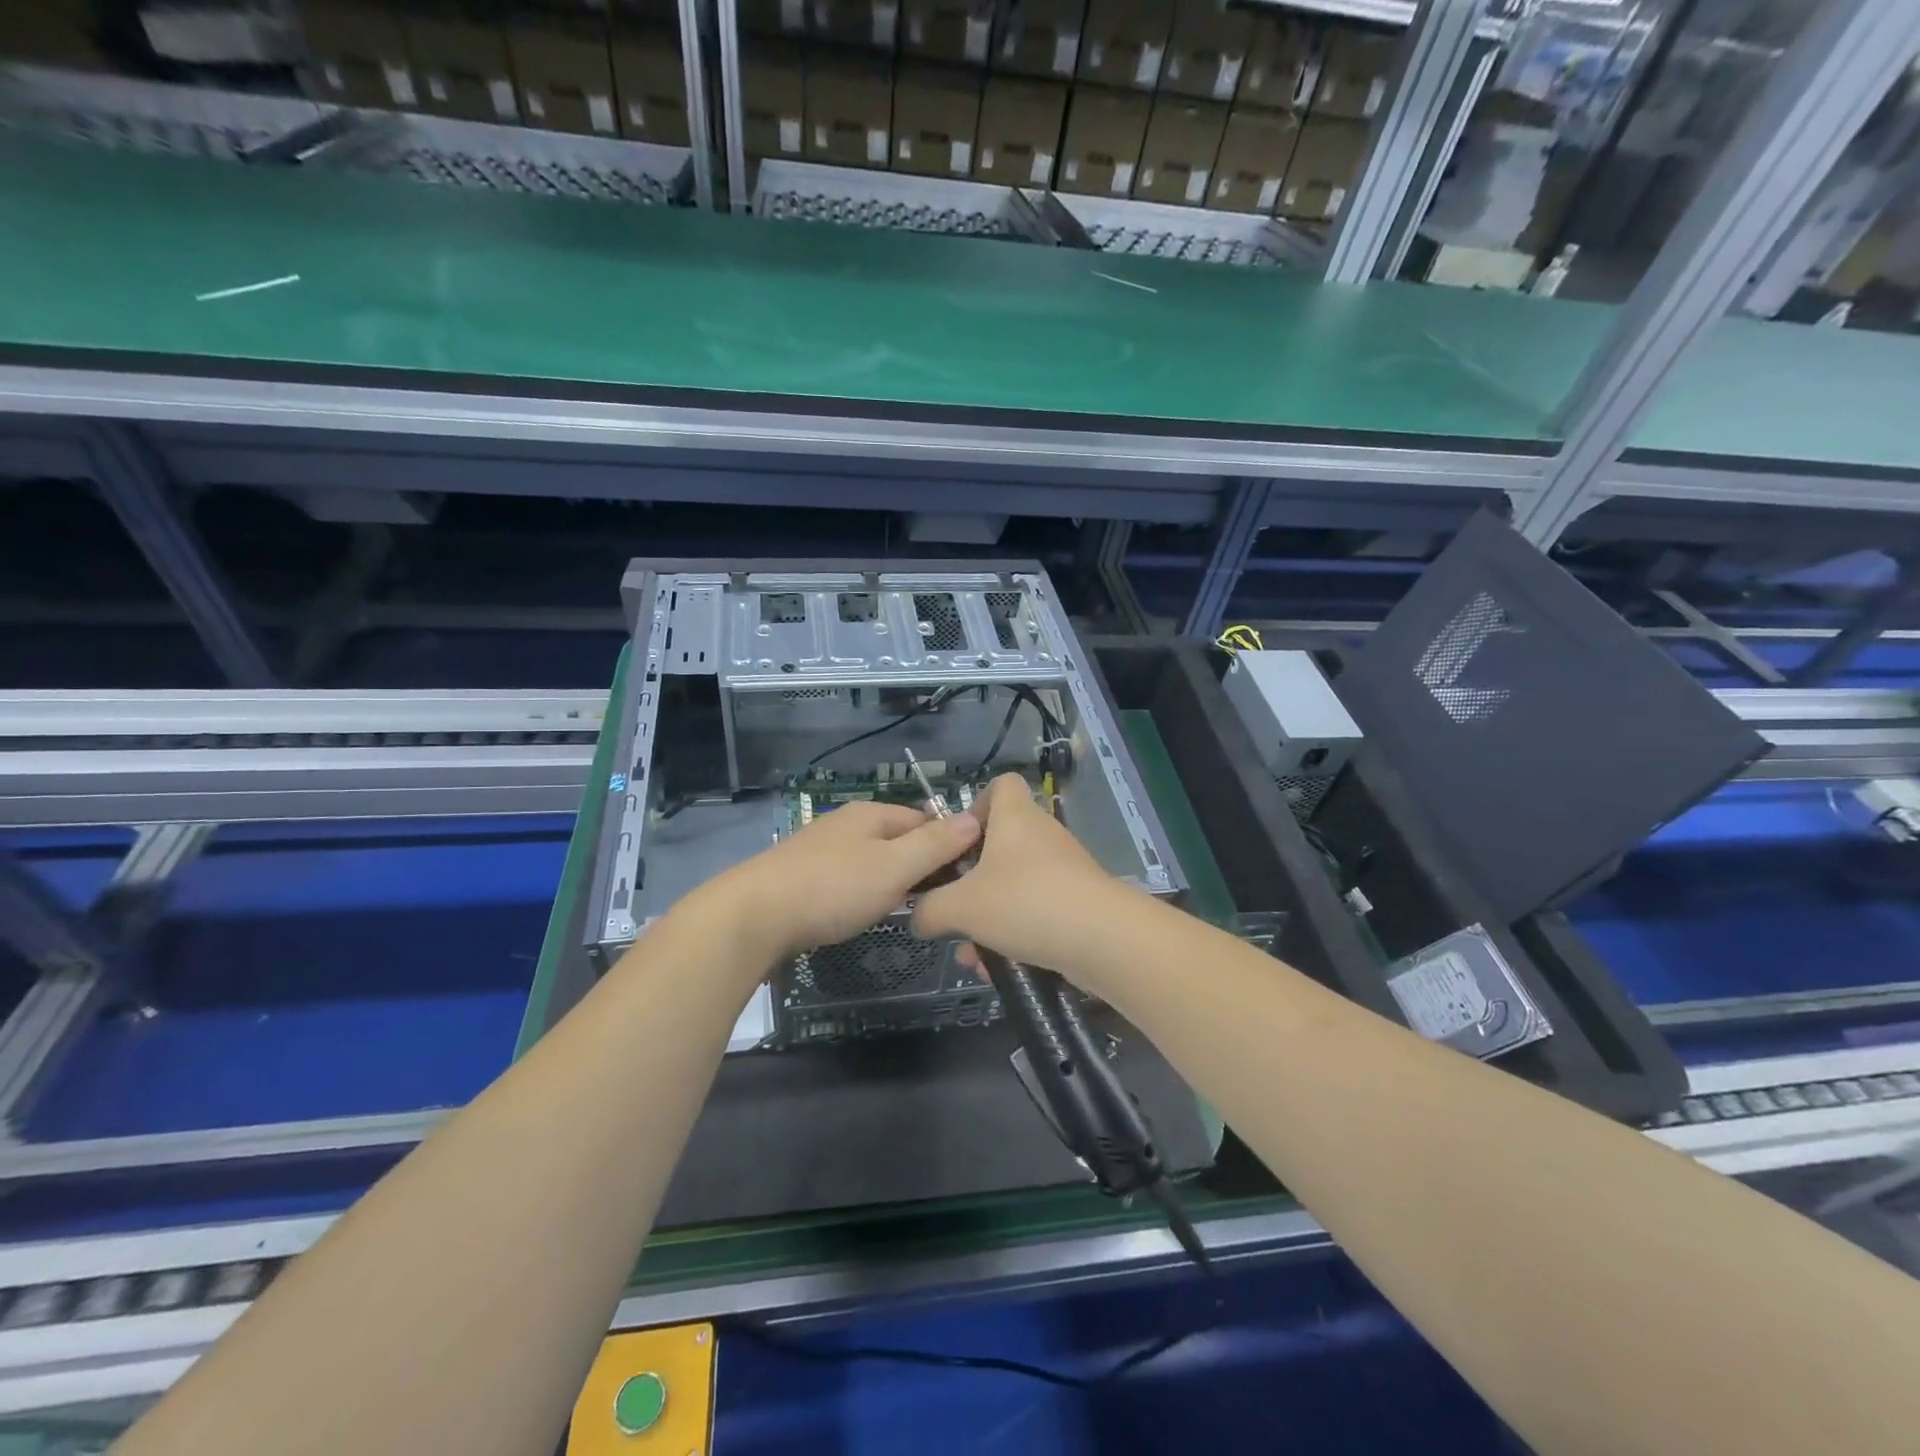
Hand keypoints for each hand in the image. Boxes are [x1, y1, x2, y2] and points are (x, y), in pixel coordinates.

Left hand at [710, 800, 979, 964]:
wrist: (753, 915)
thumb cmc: (833, 889)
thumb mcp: (894, 866)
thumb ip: (936, 844)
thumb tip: (975, 818)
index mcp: (872, 814)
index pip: (925, 819)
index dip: (950, 844)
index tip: (965, 877)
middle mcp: (846, 824)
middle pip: (898, 839)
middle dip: (921, 865)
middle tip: (939, 901)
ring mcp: (821, 849)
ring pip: (872, 860)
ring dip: (892, 881)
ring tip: (907, 911)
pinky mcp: (802, 876)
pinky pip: (847, 879)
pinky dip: (862, 893)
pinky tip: (861, 913)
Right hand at [912, 774, 1137, 980]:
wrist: (1102, 939)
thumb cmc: (1025, 902)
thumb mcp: (961, 907)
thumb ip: (930, 909)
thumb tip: (917, 915)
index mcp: (1016, 817)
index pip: (1002, 784)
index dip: (977, 804)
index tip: (957, 840)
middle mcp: (1042, 835)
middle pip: (1003, 842)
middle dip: (974, 876)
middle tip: (953, 902)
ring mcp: (1064, 869)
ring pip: (1016, 884)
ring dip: (990, 914)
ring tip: (970, 953)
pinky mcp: (1078, 901)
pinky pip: (1036, 910)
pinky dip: (1015, 933)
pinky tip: (998, 969)